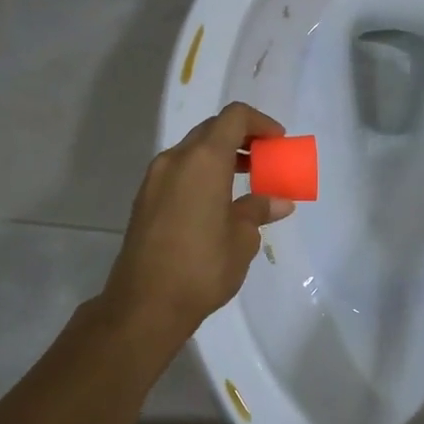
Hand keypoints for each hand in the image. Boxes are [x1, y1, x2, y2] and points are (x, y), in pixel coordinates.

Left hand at [102, 101, 296, 343]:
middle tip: (265, 160)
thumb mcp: (242, 239)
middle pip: (212, 130)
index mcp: (203, 160)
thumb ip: (258, 210)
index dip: (260, 123)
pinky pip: (179, 172)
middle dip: (242, 139)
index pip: (234, 118)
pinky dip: (202, 173)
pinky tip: (218, 202)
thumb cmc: (202, 267)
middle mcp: (175, 160)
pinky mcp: (145, 200)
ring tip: (246, 181)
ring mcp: (155, 179)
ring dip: (221, 156)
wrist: (144, 305)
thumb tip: (278, 201)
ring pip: (193, 151)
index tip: (278, 143)